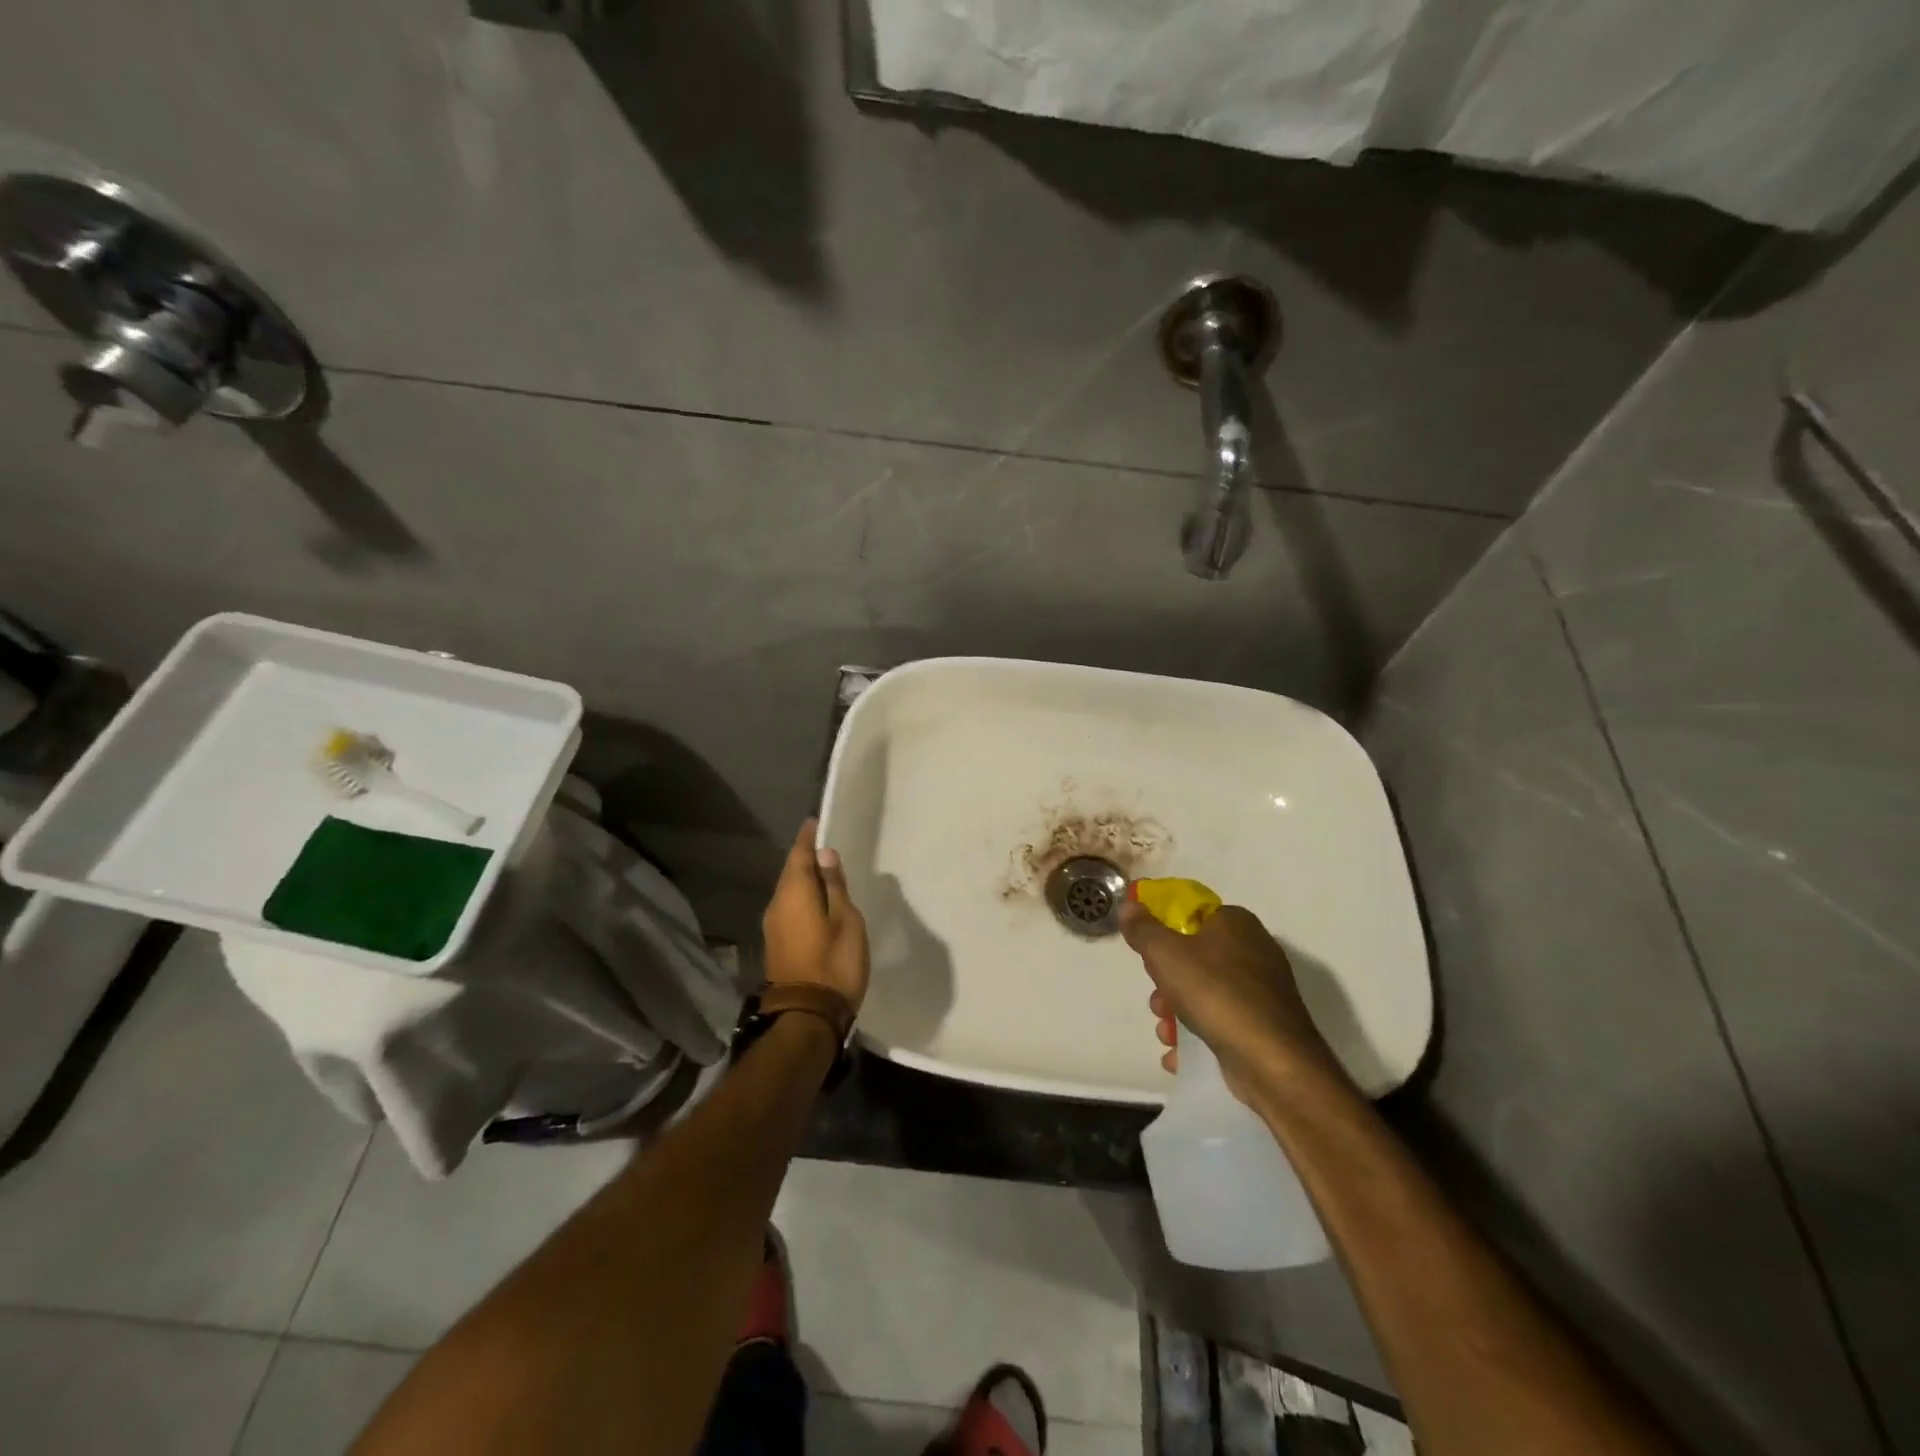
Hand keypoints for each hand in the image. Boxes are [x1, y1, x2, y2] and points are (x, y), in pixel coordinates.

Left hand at [762, 820, 869, 1012]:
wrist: (807, 1016)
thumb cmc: (834, 963)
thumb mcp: (846, 921)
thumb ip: (835, 887)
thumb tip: (825, 855)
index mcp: (794, 893)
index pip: (799, 854)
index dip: (808, 837)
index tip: (816, 821)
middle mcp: (777, 904)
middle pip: (791, 872)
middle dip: (805, 857)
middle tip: (825, 844)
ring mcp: (773, 926)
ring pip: (789, 891)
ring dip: (804, 879)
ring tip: (826, 872)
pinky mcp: (777, 944)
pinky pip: (789, 908)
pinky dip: (802, 898)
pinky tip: (818, 902)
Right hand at [1121, 901, 1343, 1102]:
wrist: (1273, 1061)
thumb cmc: (1216, 994)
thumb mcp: (1166, 954)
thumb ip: (1143, 929)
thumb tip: (1129, 906)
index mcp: (1235, 922)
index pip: (1191, 915)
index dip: (1164, 932)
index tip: (1148, 955)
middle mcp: (1254, 950)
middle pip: (1194, 957)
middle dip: (1167, 982)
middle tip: (1158, 1000)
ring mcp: (1262, 991)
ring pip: (1205, 993)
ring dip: (1177, 1013)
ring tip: (1166, 1033)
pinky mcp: (1264, 1025)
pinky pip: (1221, 1022)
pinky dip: (1198, 1036)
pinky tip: (1178, 1054)